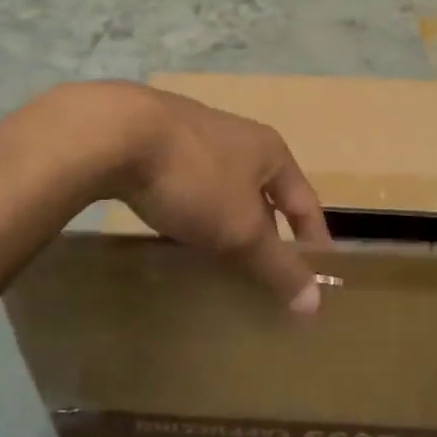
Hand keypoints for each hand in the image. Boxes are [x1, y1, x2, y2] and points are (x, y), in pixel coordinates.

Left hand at [107, 85, 330, 314]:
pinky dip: (196, 214)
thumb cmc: (196, 178)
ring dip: (229, 224)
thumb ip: (277, 264)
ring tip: (223, 262)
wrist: (119, 133)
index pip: (306, 202)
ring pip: (226, 191)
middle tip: (266, 278)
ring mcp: (199, 138)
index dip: (314, 241)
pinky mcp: (161, 145)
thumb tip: (315, 303)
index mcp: (271, 152)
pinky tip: (179, 235)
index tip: (318, 278)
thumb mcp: (241, 228)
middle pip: (266, 195)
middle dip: (268, 234)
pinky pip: (192, 187)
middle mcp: (241, 139)